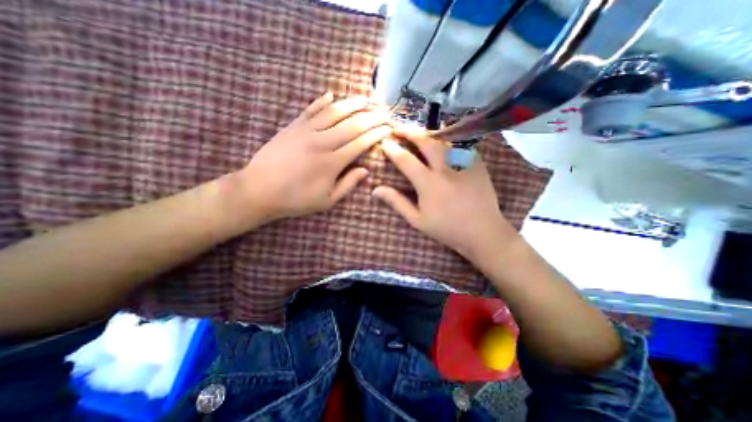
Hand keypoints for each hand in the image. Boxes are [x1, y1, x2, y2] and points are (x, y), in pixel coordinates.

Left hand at [240, 93, 393, 221]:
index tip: (388, 128)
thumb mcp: (327, 200)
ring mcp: (306, 131)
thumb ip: (348, 184)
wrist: (259, 190)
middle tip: (384, 111)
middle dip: (371, 117)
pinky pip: (310, 110)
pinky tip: (331, 94)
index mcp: (333, 162)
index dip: (376, 134)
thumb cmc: (296, 199)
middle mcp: (322, 142)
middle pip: (352, 124)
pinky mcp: (292, 127)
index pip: (361, 143)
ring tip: (365, 98)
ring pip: (333, 112)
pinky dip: (321, 101)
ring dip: (351, 103)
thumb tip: (366, 170)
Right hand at [372, 123, 514, 257]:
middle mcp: (445, 168)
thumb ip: (397, 202)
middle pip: (426, 141)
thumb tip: (376, 190)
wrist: (482, 231)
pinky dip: (447, 140)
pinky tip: (441, 142)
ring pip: (443, 139)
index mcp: (428, 183)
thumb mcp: (417, 220)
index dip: (393, 149)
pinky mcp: (476, 163)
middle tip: (399, 128)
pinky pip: (459, 145)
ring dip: (427, 134)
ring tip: (418, 133)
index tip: (385, 142)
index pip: (406, 160)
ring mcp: (463, 163)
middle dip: (409, 131)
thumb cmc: (447, 228)